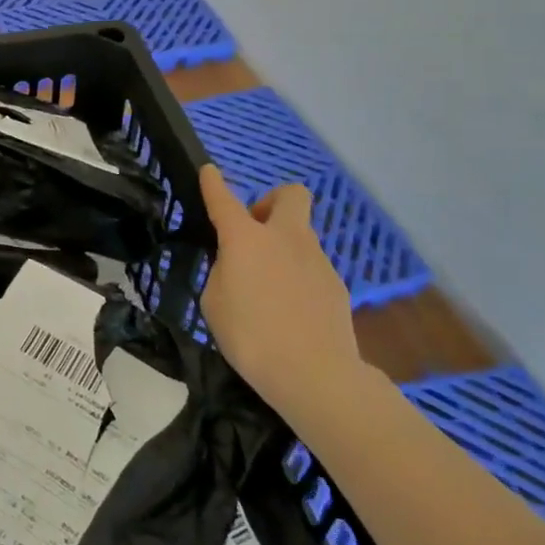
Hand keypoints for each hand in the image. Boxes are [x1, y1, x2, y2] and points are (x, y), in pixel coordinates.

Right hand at [199, 164, 360, 416]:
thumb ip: (223, 273)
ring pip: (300, 235)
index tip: (208, 171)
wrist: (315, 374)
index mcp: (246, 239)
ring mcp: (316, 259)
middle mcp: (284, 238)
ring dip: (283, 246)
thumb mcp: (215, 303)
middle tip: (255, 230)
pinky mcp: (336, 284)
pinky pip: (311, 267)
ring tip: (268, 287)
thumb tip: (237, 265)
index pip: (224, 199)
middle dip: (271, 202)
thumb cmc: (251, 337)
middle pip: (289, 195)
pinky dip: (298, 277)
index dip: (213, 183)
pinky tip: (291, 310)